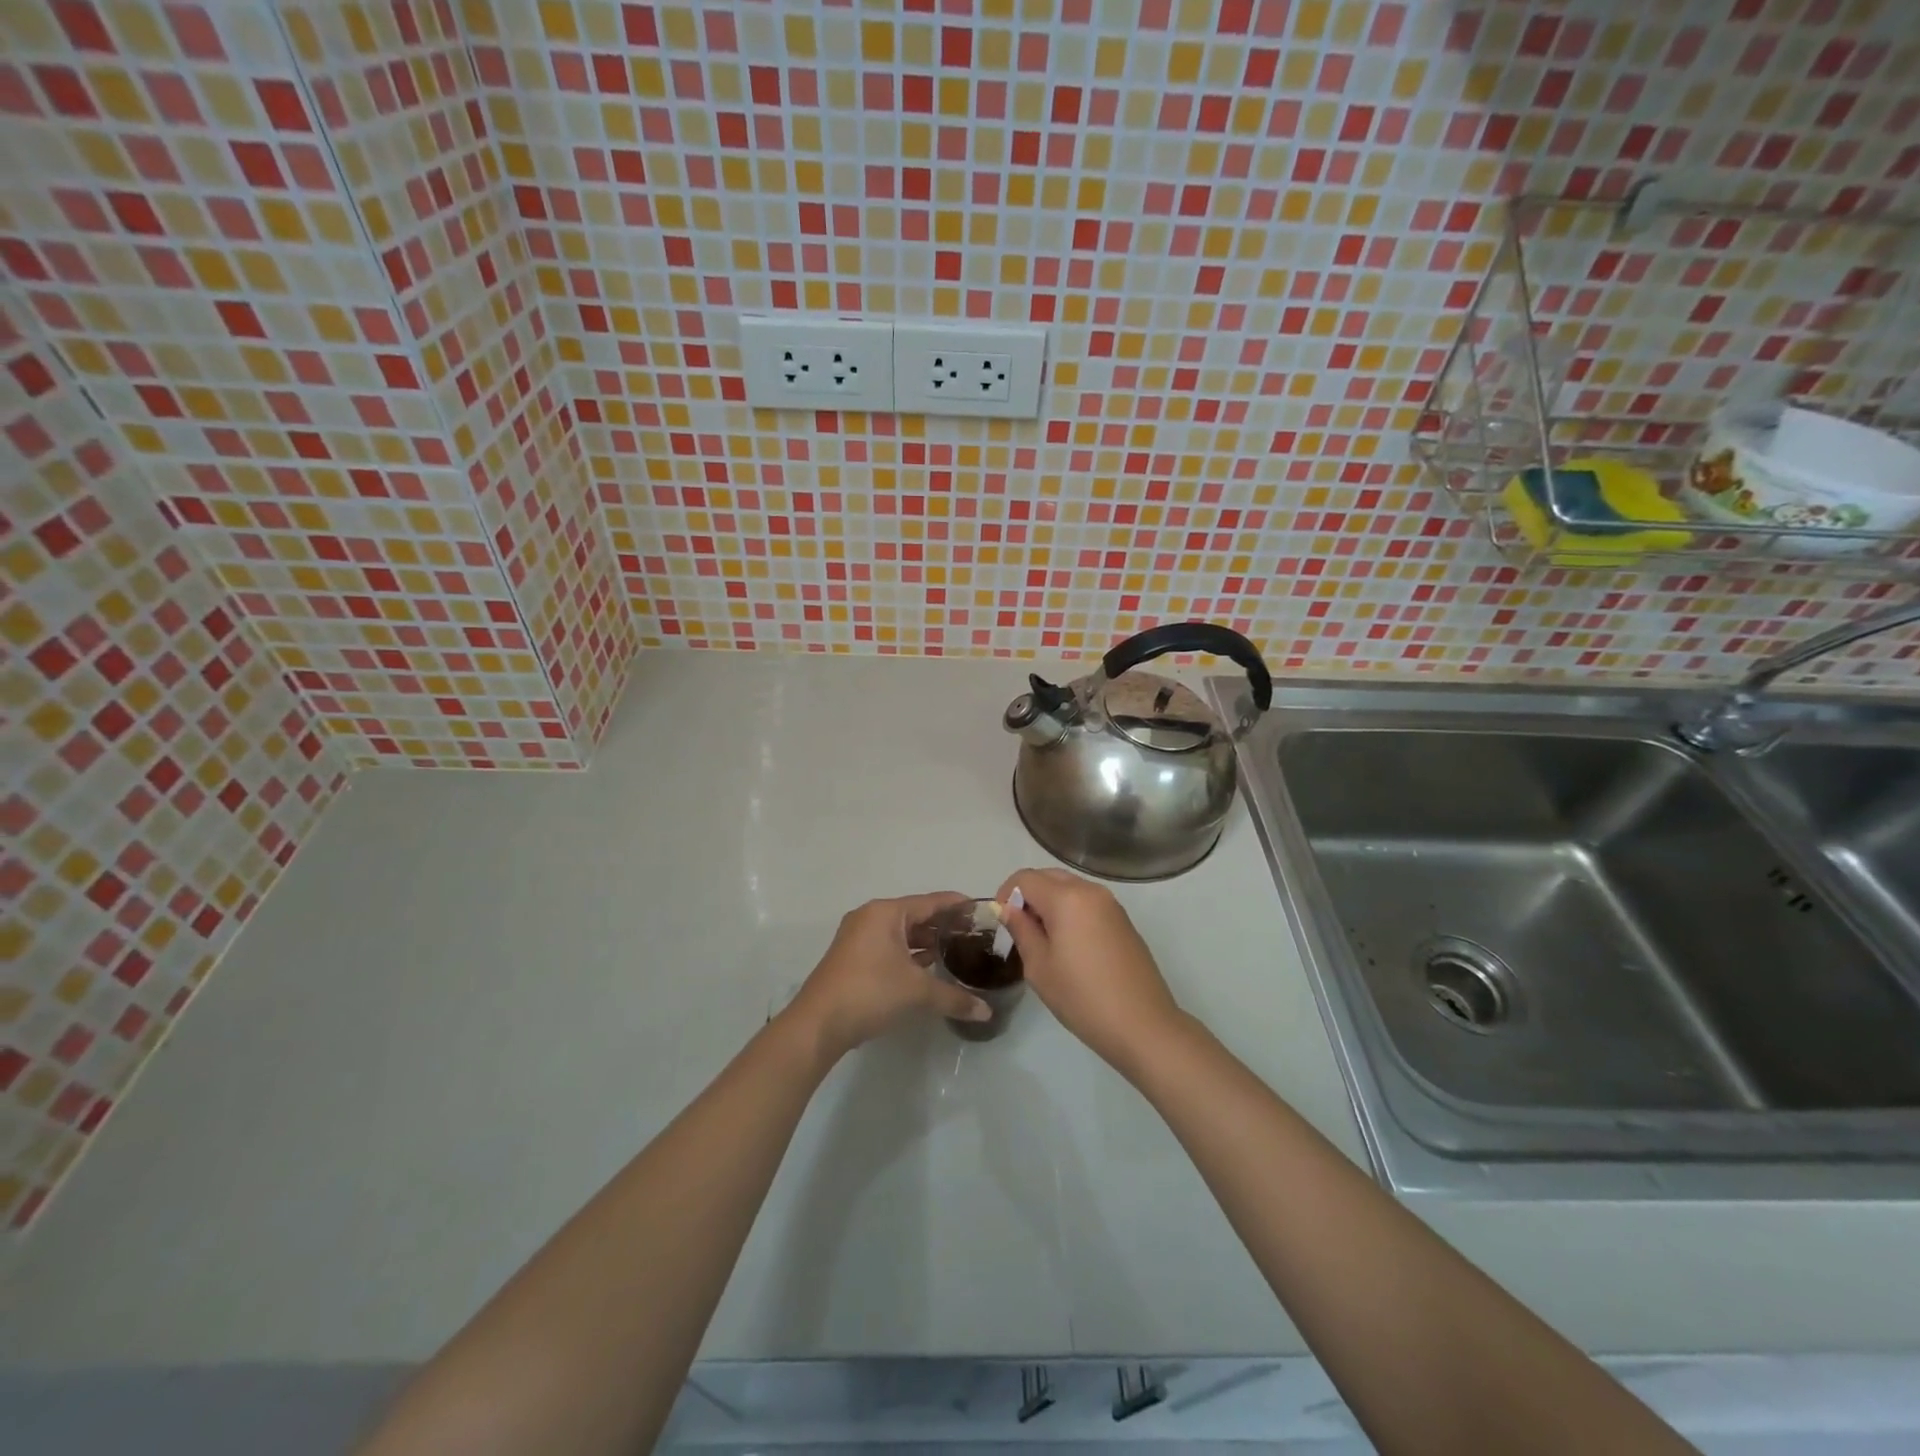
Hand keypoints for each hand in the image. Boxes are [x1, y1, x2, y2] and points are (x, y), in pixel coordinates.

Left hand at [786, 892, 991, 1059]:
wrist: (818, 1024)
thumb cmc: (870, 992)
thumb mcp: (918, 992)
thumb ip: (955, 998)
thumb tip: (986, 1012)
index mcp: (886, 913)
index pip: (931, 901)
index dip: (958, 905)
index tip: (982, 910)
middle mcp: (871, 917)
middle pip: (915, 915)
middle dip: (943, 926)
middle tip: (974, 935)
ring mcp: (857, 937)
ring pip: (900, 933)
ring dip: (925, 942)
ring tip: (956, 952)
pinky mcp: (852, 958)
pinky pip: (888, 946)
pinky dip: (908, 954)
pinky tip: (927, 968)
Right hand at [995, 868, 1181, 1075]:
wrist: (1143, 1025)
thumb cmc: (1082, 997)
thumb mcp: (1039, 967)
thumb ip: (1021, 930)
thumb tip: (1008, 908)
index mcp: (1066, 898)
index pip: (1025, 878)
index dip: (1006, 893)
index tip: (1002, 922)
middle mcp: (1090, 891)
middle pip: (1049, 876)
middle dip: (1029, 894)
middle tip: (1020, 929)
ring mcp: (1111, 904)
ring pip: (1070, 887)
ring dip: (1050, 902)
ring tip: (1043, 939)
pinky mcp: (1123, 920)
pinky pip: (1088, 902)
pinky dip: (1071, 911)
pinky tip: (1070, 945)